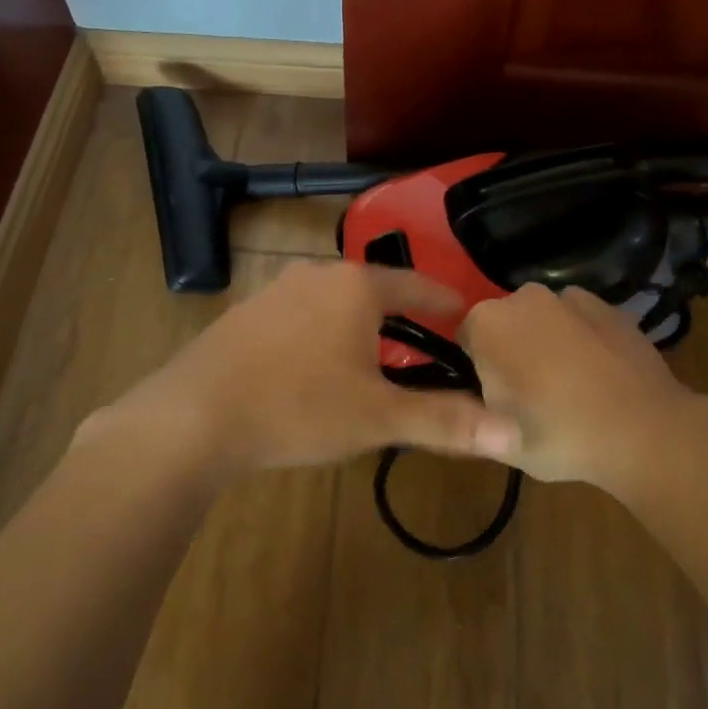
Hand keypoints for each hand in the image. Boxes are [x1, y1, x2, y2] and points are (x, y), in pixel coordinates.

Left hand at [88, 260, 519, 477]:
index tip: (466, 314)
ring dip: (358, 327)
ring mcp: (275, 289)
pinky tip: (314, 368)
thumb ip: (445, 421)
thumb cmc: (299, 407)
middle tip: (423, 348)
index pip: (417, 286)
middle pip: (374, 291)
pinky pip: (300, 316)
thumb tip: (512, 434)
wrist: (194, 415)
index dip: (445, 301)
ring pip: (334, 303)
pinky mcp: (246, 312)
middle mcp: (317, 274)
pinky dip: (320, 334)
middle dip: (401, 317)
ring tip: (372, 361)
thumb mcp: (378, 417)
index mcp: (356, 286)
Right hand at [460, 284, 707, 498]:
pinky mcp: (610, 306)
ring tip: (569, 389)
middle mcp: (524, 296)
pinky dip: (581, 339)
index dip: (477, 370)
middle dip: (511, 351)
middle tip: (531, 398)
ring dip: (546, 343)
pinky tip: (598, 375)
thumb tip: (458, 407)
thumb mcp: (497, 442)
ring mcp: (571, 297)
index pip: (465, 339)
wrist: (646, 432)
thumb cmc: (560, 435)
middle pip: (504, 324)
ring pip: (543, 320)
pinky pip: (579, 321)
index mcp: (487, 322)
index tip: (497, 400)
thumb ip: (466, 418)